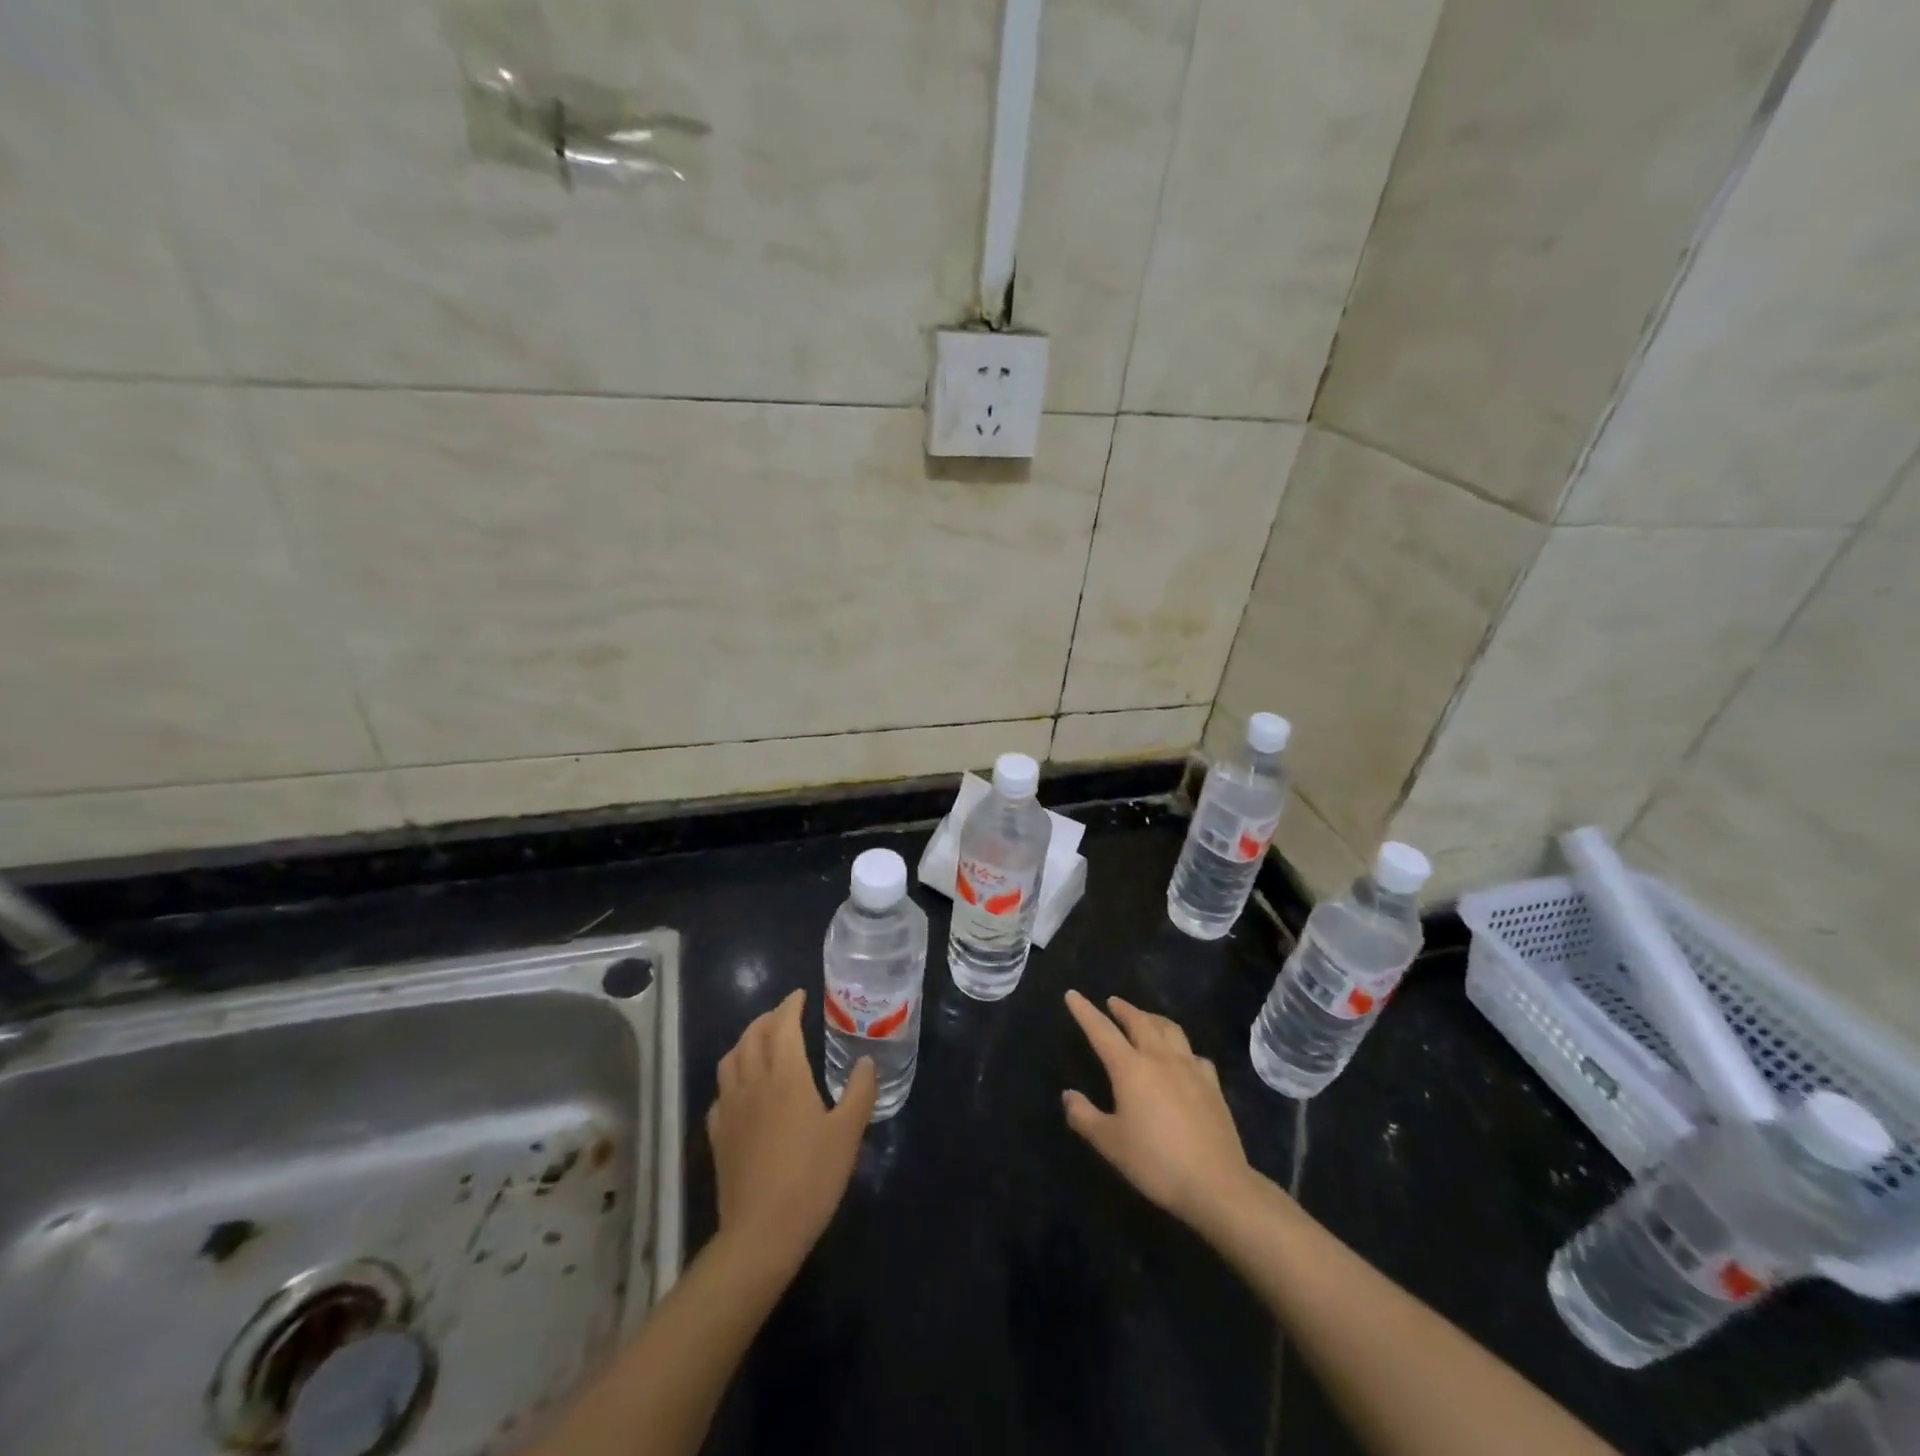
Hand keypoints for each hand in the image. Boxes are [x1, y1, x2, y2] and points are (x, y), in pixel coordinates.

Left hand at [707, 990, 875, 1272]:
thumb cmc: (811, 1177)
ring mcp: (730, 1109)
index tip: (800, 995)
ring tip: (761, 1043)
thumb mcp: (848, 1133)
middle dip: (768, 1019)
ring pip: (730, 1060)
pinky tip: (742, 1090)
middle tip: (785, 1015)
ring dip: (746, 1042)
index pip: (783, 1025)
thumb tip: (866, 1061)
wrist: (761, 1233)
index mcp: (785, 1074)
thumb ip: (860, 1092)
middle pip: (753, 1036)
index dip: (790, 1005)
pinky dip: (732, 1078)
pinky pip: (721, 1092)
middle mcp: (753, 1082)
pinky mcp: (719, 1135)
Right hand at [1062, 990, 1252, 1228]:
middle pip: (1139, 1022)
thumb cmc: (1156, 1162)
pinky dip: (1182, 1048)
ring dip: (1153, 1019)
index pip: (1102, 1031)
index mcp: (1130, 1068)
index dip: (1085, 1012)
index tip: (1073, 994)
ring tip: (1145, 1019)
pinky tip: (1183, 1058)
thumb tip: (1068, 1095)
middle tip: (1112, 1002)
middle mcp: (1160, 1058)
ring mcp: (1190, 1068)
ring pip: (1170, 1029)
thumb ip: (1084, 1116)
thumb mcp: (1110, 1143)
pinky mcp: (1212, 1084)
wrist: (1216, 1184)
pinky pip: (1194, 1054)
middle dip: (1123, 1009)